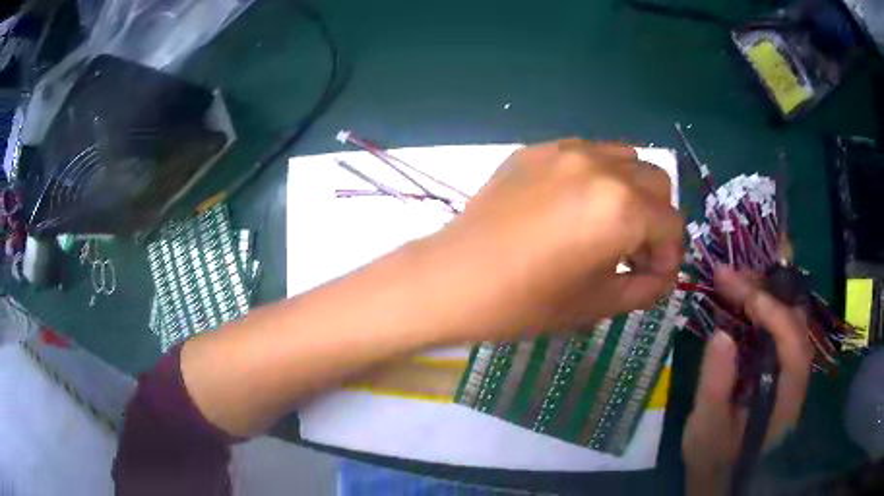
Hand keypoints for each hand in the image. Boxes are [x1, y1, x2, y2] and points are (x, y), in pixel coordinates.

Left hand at [420, 139, 683, 340]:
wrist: (455, 278)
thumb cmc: (526, 302)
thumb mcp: (597, 305)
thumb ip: (645, 288)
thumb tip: (662, 274)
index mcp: (621, 208)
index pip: (672, 224)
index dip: (669, 256)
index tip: (652, 277)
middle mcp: (601, 167)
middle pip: (657, 182)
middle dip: (656, 218)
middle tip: (633, 251)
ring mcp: (566, 151)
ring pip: (626, 158)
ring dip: (631, 190)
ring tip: (607, 223)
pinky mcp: (537, 150)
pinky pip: (587, 153)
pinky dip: (598, 176)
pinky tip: (574, 206)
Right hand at [682, 267, 814, 494]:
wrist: (718, 470)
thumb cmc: (713, 454)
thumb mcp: (707, 427)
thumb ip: (716, 385)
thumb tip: (721, 334)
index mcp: (787, 398)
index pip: (794, 344)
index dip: (774, 314)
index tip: (742, 291)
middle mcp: (796, 377)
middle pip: (795, 322)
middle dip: (767, 293)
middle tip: (732, 275)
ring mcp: (788, 368)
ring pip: (788, 317)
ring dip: (765, 293)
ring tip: (734, 278)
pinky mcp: (777, 364)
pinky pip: (777, 325)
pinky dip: (762, 306)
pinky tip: (742, 296)